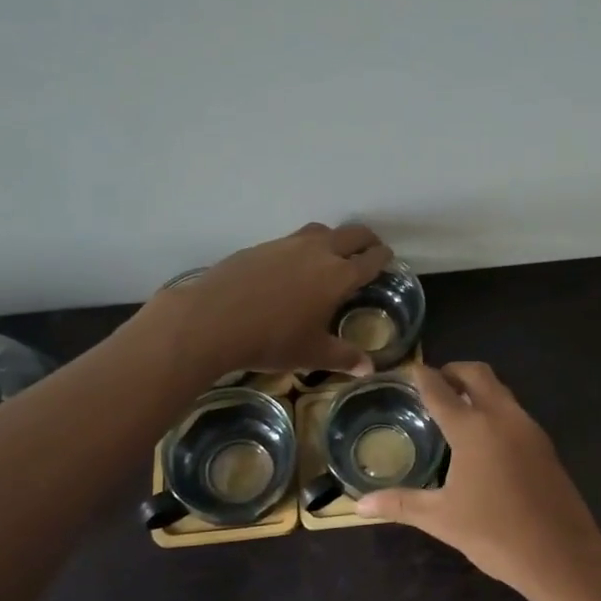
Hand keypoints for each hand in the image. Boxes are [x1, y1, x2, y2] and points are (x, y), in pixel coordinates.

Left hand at [136, 223, 395, 377]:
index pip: (370, 260)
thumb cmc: (271, 340)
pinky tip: (292, 267)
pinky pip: (292, 240)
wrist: (213, 319)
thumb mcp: (312, 354)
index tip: (388, 258)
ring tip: (332, 253)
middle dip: (365, 240)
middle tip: (370, 249)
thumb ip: (344, 357)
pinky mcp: (262, 246)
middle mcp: (318, 252)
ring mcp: (288, 244)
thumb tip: (369, 369)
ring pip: (321, 231)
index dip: (382, 258)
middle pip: (352, 234)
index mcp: (338, 276)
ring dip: (334, 238)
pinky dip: (303, 247)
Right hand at [357, 362, 600, 600]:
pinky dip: (495, 408)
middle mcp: (502, 416)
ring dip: (478, 388)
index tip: (409, 369)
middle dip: (454, 371)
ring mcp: (528, 428)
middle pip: (477, 374)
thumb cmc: (495, 533)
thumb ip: (400, 505)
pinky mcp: (545, 445)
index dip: (422, 376)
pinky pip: (515, 411)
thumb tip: (359, 504)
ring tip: (456, 408)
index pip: (440, 389)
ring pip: (501, 390)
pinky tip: (485, 438)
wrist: (562, 554)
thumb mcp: (442, 519)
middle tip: (434, 384)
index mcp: (473, 428)